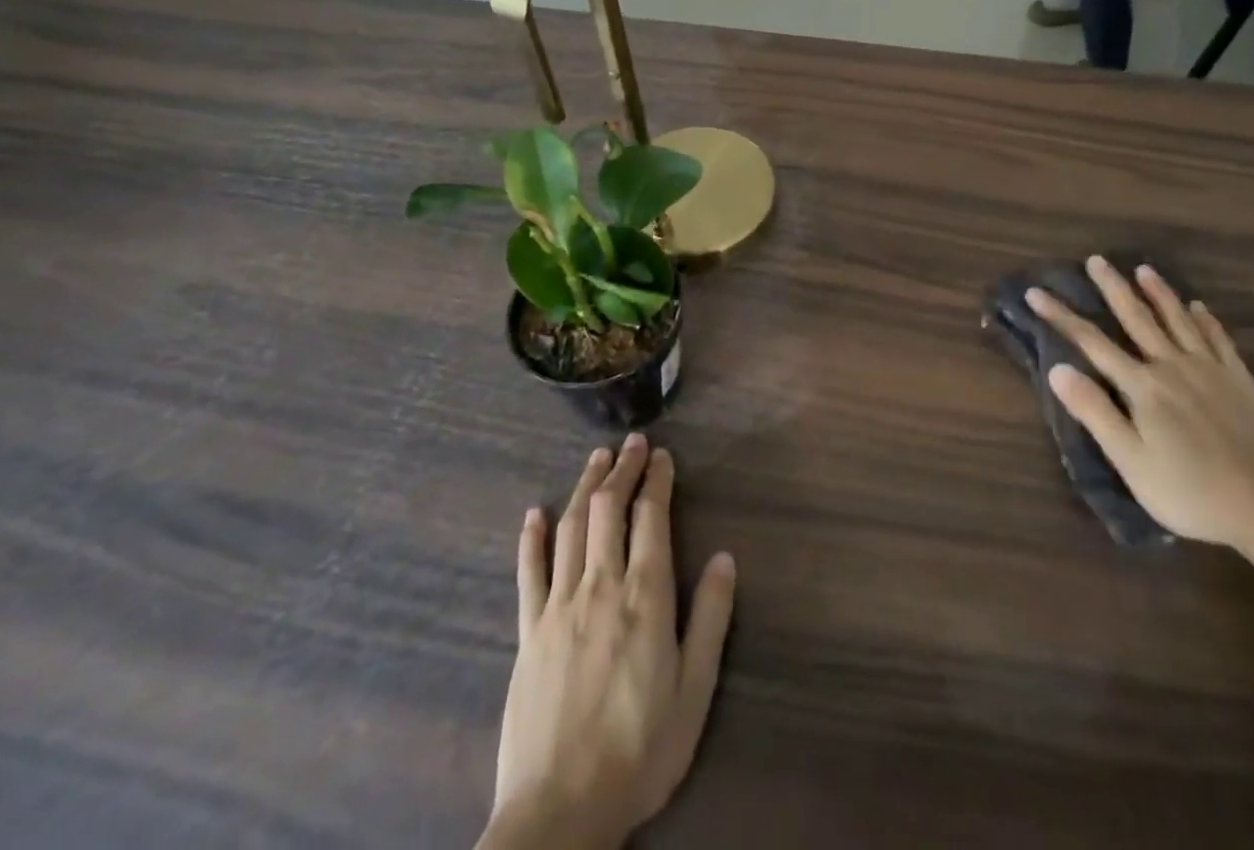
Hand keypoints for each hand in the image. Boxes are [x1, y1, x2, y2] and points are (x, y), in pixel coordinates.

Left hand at [483, 437, 735, 849]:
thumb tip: (726, 558)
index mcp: (645, 597)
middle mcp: (600, 587)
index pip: (652, 518)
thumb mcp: (694, 691)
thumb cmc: (639, 751)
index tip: (662, 456)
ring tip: (597, 458)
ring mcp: (558, 607)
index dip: (657, 480)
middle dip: (623, 469)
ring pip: (572, 528)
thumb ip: (711, 619)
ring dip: (586, 487)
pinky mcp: (527, 633)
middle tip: (632, 442)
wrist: (558, 814)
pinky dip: (532, 538)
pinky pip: (528, 573)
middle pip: (610, 510)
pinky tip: (535, 513)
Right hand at [1027, 259, 1253, 549]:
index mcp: (1142, 386)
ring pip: (1178, 321)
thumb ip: (1094, 411)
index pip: (1091, 342)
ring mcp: (1210, 371)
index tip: (1036, 293)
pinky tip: (1199, 308)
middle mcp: (1172, 366)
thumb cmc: (1187, 491)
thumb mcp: (1130, 460)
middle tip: (1096, 260)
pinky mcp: (1241, 382)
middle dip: (1112, 288)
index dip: (1060, 316)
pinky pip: (1220, 341)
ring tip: (1144, 269)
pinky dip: (1206, 321)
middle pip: (1137, 319)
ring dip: (1159, 293)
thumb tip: (1057, 368)